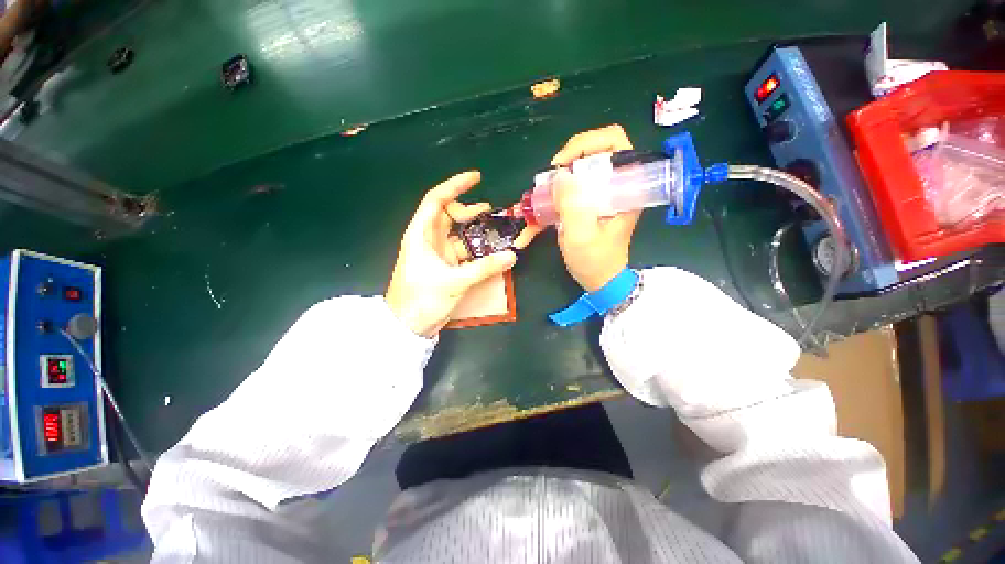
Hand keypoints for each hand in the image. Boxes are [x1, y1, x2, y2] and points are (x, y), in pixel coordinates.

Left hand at [386, 171, 517, 336]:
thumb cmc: (421, 300)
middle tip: (492, 213)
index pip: (436, 200)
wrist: (407, 327)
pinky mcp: (444, 266)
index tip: (476, 178)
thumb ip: (484, 268)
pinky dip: (476, 250)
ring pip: (458, 234)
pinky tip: (490, 252)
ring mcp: (437, 254)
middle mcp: (428, 239)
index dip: (455, 186)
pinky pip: (463, 251)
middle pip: (450, 215)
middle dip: (470, 211)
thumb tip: (512, 255)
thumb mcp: (454, 282)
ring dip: (476, 232)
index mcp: (421, 235)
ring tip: (497, 231)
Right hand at [549, 124, 641, 291]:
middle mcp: (613, 186)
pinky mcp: (585, 205)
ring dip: (552, 186)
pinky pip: (564, 195)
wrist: (600, 280)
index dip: (586, 144)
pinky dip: (546, 206)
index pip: (614, 142)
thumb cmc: (596, 261)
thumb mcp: (582, 235)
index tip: (562, 164)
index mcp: (624, 188)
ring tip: (537, 204)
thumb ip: (572, 205)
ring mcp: (597, 195)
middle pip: (589, 155)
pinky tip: (532, 224)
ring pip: (573, 175)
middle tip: (547, 184)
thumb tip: (559, 175)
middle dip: (563, 166)